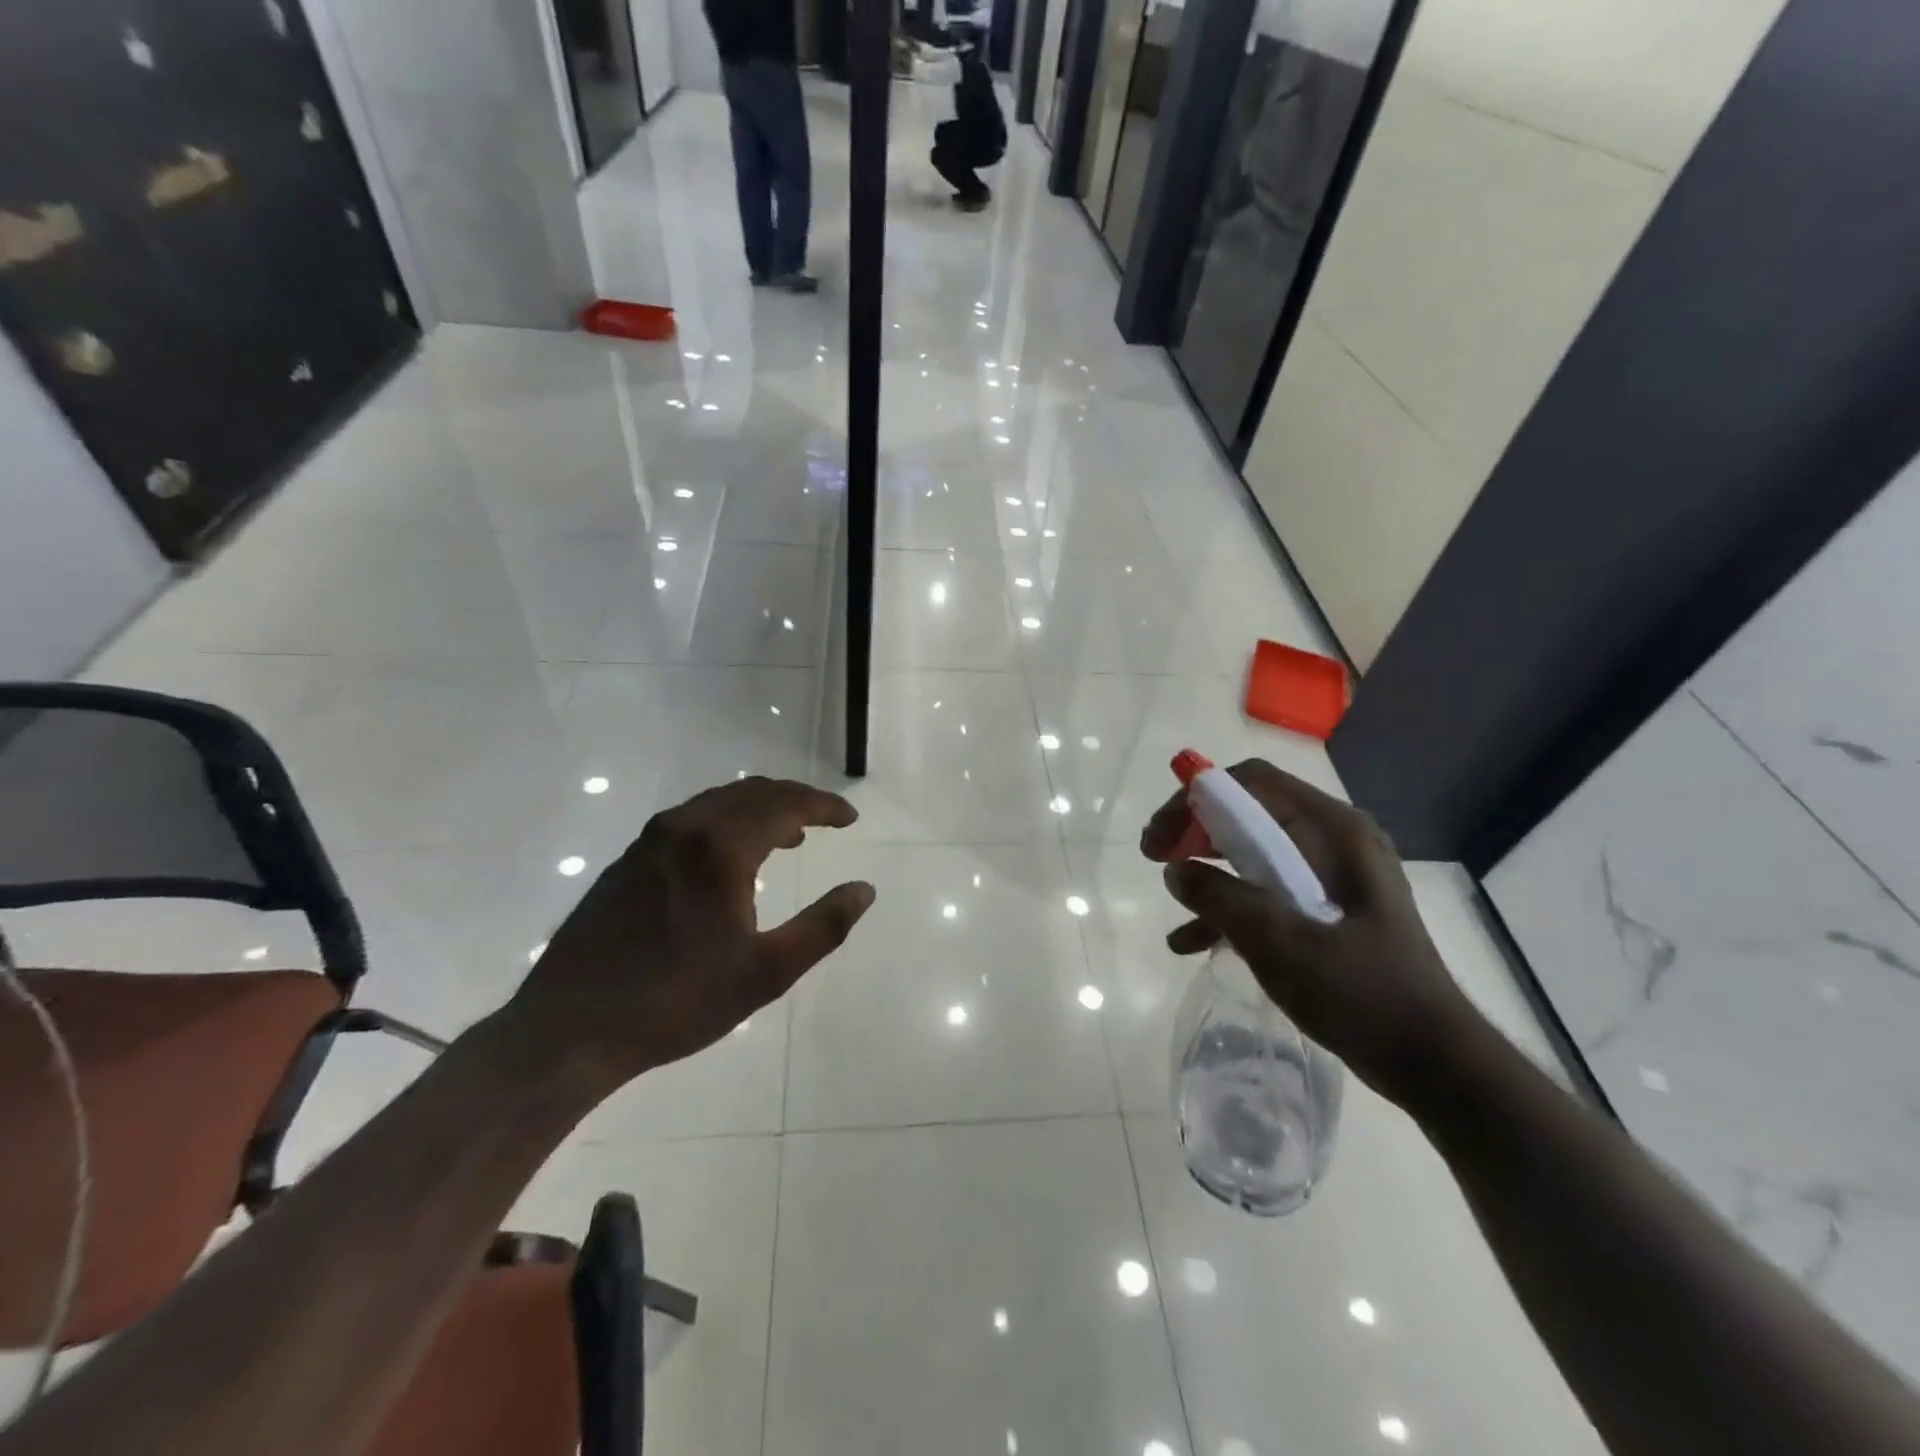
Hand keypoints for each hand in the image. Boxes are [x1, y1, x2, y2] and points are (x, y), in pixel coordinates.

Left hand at [507, 776, 874, 1089]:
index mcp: (719, 848)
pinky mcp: (626, 862)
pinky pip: (690, 821)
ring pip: (717, 803)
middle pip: (751, 793)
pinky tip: (730, 859)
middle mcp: (683, 829)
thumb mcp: (765, 972)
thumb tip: (864, 890)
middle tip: (825, 820)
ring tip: (788, 837)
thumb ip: (823, 927)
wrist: (568, 1030)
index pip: (785, 804)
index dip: (824, 806)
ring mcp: (649, 843)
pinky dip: (725, 823)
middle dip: (794, 800)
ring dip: (759, 810)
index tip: (850, 817)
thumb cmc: (676, 1001)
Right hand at [1141, 759, 1483, 1108]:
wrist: (1432, 1062)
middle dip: (1196, 832)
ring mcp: (1332, 876)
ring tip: (1171, 899)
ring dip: (1208, 871)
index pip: (1252, 783)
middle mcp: (1334, 841)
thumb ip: (1221, 898)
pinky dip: (1231, 906)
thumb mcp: (1279, 942)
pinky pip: (1268, 890)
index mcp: (1334, 831)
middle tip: (1155, 857)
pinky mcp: (1328, 909)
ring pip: (1254, 853)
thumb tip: (1176, 871)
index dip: (1197, 798)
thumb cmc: (1362, 992)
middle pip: (1250, 813)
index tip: (1161, 836)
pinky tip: (1192, 942)